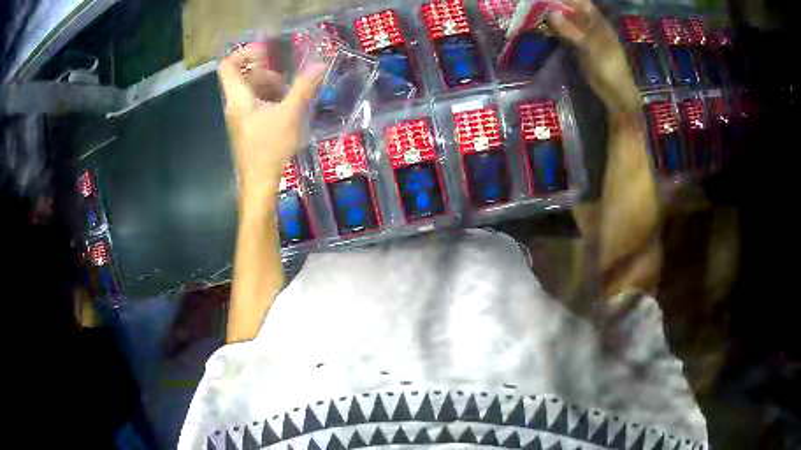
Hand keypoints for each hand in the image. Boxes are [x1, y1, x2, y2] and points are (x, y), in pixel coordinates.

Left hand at [218, 43, 325, 208]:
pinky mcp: (246, 127)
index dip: (243, 53)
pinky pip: (253, 104)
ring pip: (249, 91)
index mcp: (238, 98)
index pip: (228, 66)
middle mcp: (234, 105)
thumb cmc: (270, 147)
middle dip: (264, 71)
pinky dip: (268, 99)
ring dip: (268, 86)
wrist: (258, 182)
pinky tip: (285, 108)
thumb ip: (303, 88)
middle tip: (283, 79)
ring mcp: (239, 117)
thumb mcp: (290, 115)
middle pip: (242, 76)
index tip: (265, 53)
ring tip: (288, 94)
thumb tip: (319, 65)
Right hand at [547, 0, 639, 112]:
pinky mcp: (580, 48)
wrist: (615, 92)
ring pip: (568, 22)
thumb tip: (549, 12)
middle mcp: (591, 26)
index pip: (582, 3)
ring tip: (536, 11)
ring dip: (555, 17)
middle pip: (573, 10)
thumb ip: (570, 29)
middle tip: (537, 3)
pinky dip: (557, 29)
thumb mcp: (590, 46)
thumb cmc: (608, 67)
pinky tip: (545, 26)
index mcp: (598, 22)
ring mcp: (585, 37)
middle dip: (557, 5)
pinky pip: (567, 34)